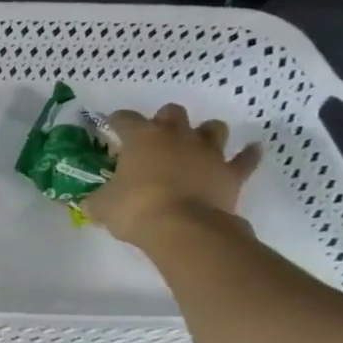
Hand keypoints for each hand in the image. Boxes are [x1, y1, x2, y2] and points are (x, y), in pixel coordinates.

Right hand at [85, 104, 260, 245]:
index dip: (116, 122)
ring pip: (213, 128)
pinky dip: (248, 154)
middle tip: (155, 138)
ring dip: (204, 133)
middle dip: (164, 121)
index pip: (125, 119)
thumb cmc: (136, 209)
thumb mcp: (102, 206)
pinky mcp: (231, 173)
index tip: (111, 128)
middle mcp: (177, 136)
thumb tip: (90, 202)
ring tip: (196, 144)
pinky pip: (245, 159)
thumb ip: (97, 199)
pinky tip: (251, 150)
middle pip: (173, 113)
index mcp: (142, 138)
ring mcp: (208, 152)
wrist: (184, 229)